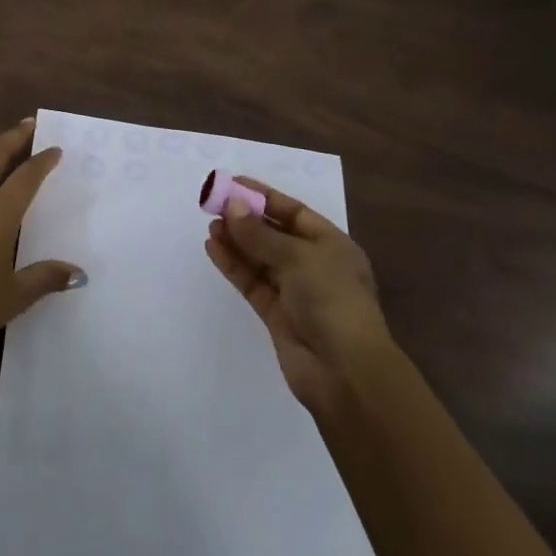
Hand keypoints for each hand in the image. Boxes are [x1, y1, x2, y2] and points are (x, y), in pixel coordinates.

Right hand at [205, 177, 392, 415]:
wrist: (344, 371)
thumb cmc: (331, 300)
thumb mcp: (297, 256)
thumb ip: (260, 233)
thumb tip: (232, 207)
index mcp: (331, 245)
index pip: (294, 212)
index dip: (264, 196)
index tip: (233, 183)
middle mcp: (314, 265)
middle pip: (274, 234)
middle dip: (246, 219)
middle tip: (214, 204)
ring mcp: (294, 291)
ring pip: (260, 258)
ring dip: (236, 241)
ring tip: (210, 225)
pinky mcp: (276, 314)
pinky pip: (251, 282)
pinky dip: (233, 265)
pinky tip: (213, 248)